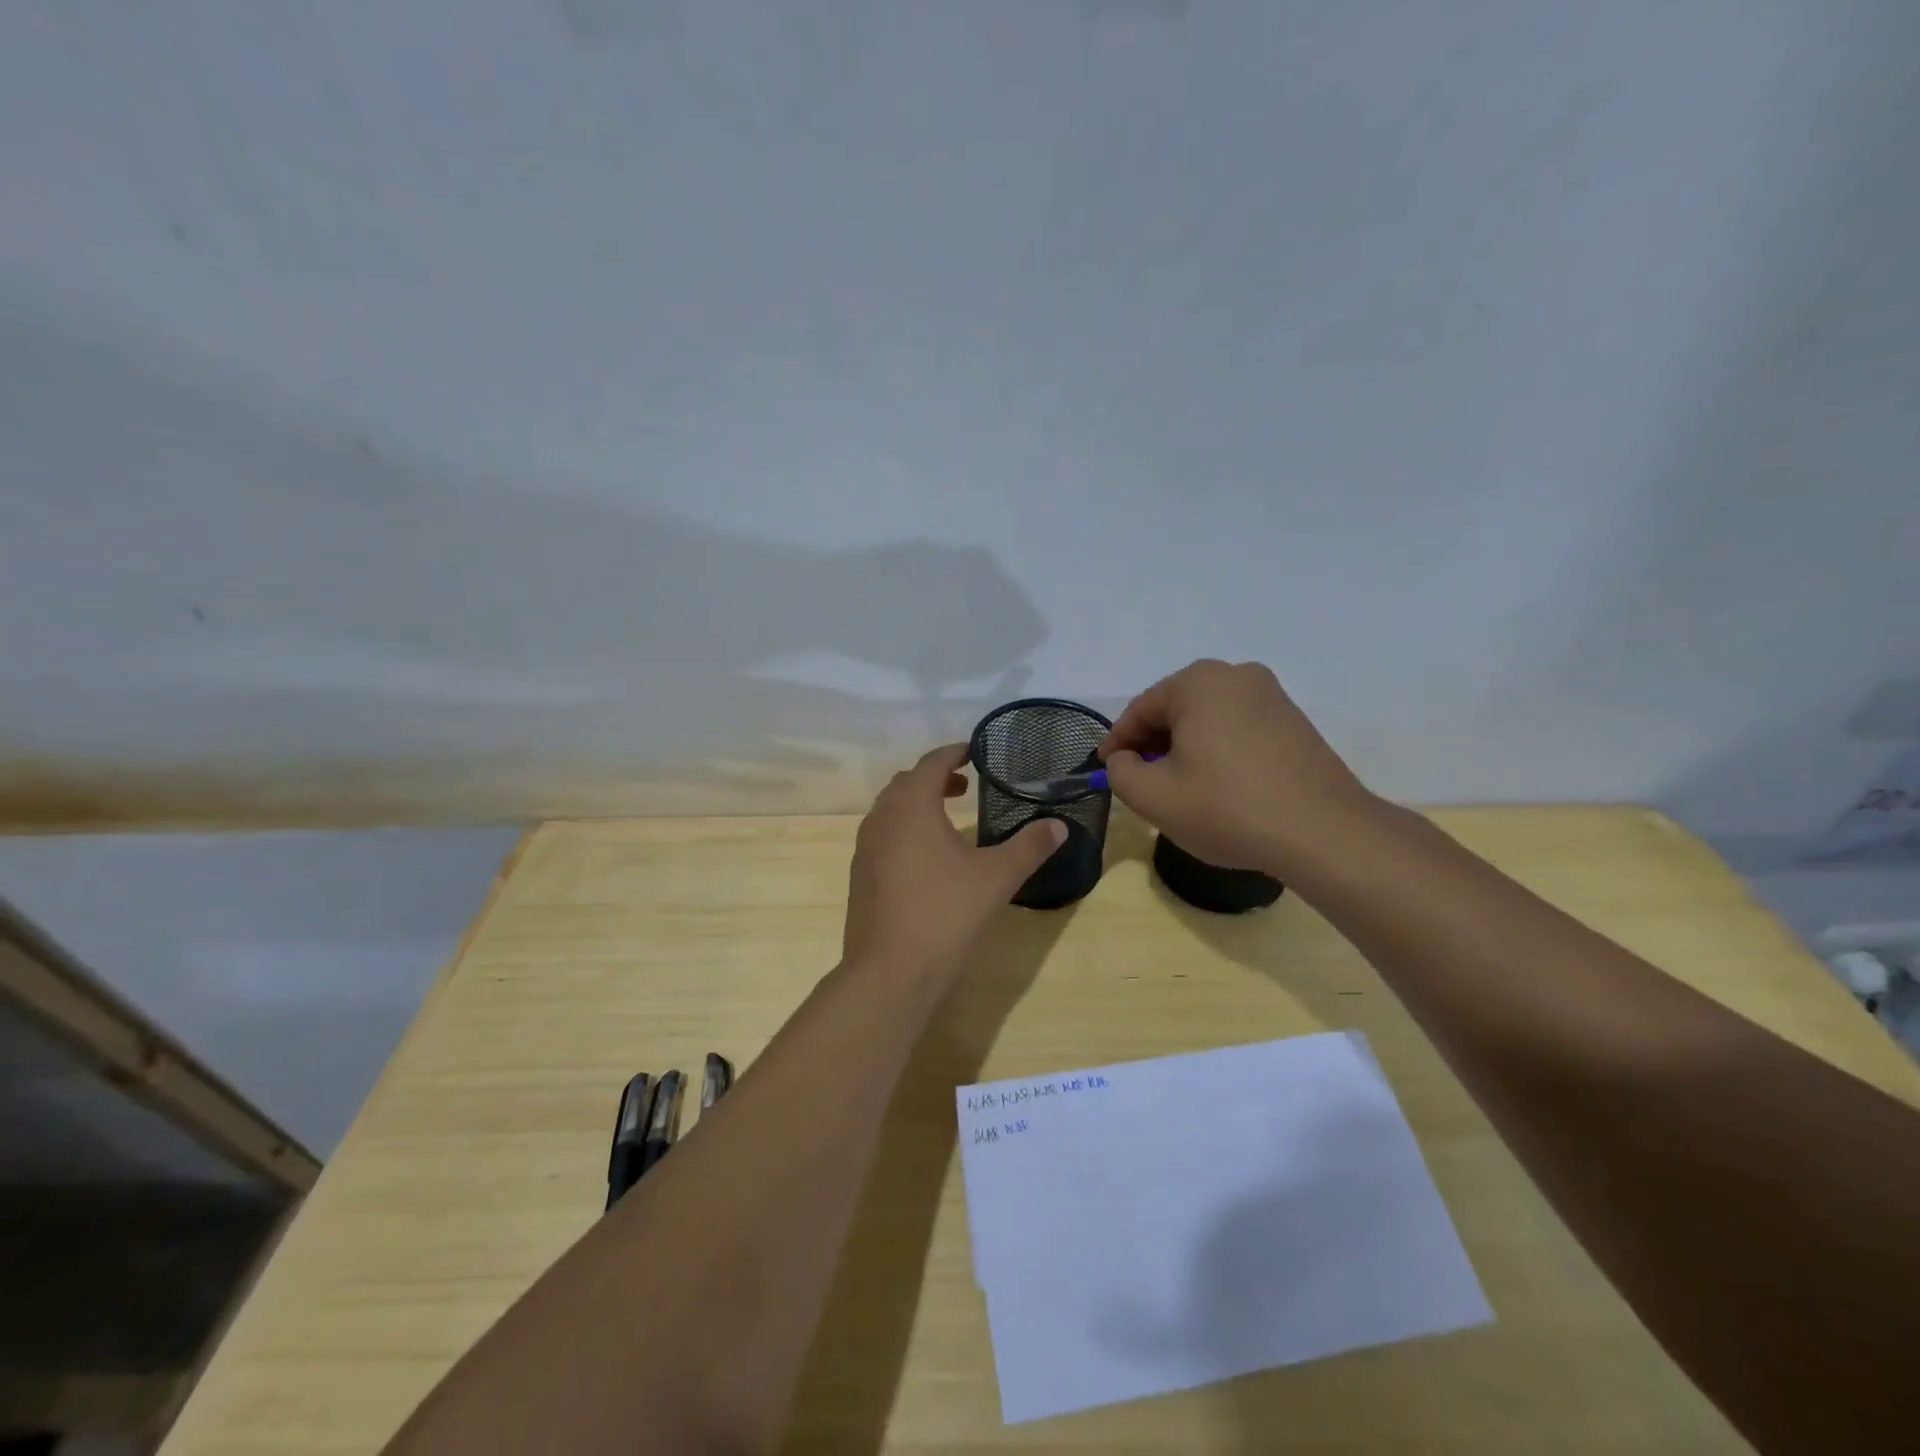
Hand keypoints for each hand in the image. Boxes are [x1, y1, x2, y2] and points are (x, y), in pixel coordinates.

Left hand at [843, 744, 1066, 981]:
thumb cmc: (945, 913)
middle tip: (965, 786)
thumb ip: (1029, 847)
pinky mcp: (859, 875)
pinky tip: (926, 859)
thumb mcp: (997, 877)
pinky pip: (882, 835)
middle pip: (906, 782)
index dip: (953, 753)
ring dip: (917, 803)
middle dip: (935, 777)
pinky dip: (904, 829)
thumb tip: (1059, 826)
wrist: (890, 971)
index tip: (974, 752)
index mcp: (911, 806)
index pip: (931, 763)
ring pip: (890, 810)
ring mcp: (865, 848)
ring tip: (948, 819)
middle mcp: (881, 818)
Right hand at [1099, 659, 1375, 876]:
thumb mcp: (1153, 797)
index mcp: (1198, 682)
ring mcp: (1271, 695)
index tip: (1105, 771)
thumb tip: (1124, 759)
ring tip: (1178, 788)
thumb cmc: (1227, 808)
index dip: (1117, 744)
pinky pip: (1237, 728)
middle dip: (1152, 744)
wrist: (1322, 833)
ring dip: (1184, 748)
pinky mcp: (1293, 720)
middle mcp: (1236, 675)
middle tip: (1140, 782)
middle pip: (1174, 710)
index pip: (1140, 710)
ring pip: (1207, 719)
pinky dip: (1217, 750)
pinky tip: (1217, 785)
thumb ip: (1120, 772)